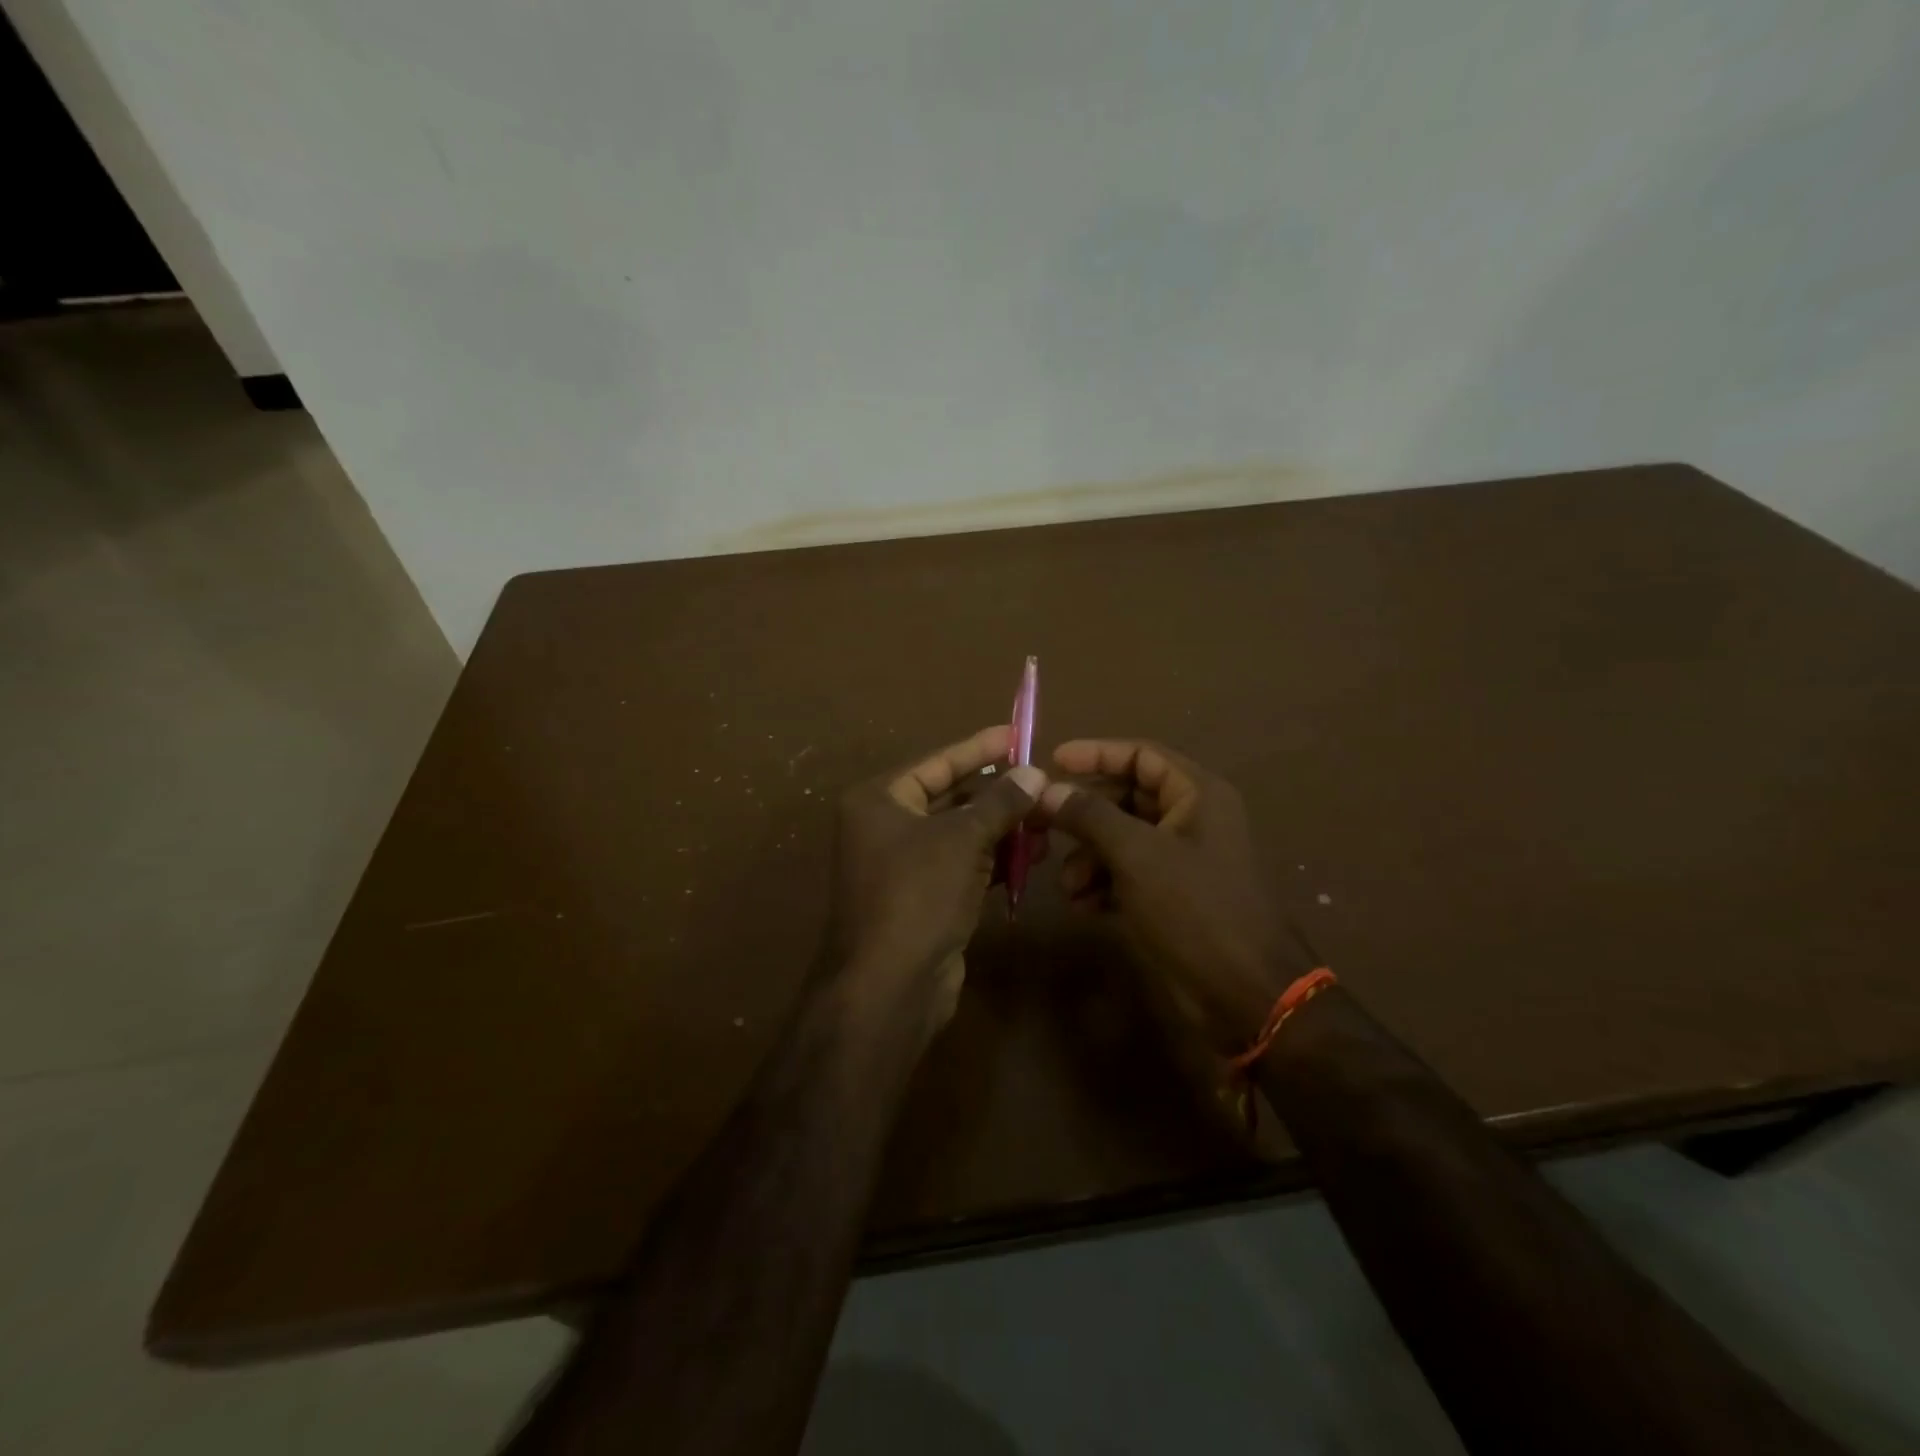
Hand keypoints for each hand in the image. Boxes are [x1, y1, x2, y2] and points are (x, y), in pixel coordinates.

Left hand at [831, 725, 1046, 1037]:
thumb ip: (1000, 802)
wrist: (889, 985)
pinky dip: (995, 860)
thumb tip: (1035, 772)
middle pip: (952, 798)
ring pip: (962, 835)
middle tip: (1043, 782)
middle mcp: (886, 827)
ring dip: (1003, 828)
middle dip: (999, 794)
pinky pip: (965, 866)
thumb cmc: (917, 894)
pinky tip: (1033, 855)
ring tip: (1048, 820)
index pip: (937, 763)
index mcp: (879, 800)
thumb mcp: (962, 839)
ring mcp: (905, 865)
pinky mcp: (925, 898)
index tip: (1017, 734)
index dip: (978, 748)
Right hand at [1038, 739, 1308, 1053]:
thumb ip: (1089, 816)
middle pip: (1126, 797)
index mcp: (1197, 794)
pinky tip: (1083, 906)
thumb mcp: (1137, 855)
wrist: (1245, 995)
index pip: (1141, 755)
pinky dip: (1103, 884)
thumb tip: (1046, 789)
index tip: (1052, 761)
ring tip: (1068, 885)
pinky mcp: (1172, 896)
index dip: (1096, 753)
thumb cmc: (1196, 909)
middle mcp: (1191, 819)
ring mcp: (1181, 859)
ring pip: (1122, 839)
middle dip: (1084, 815)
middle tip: (1041, 825)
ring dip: (1088, 856)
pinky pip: (1128, 874)